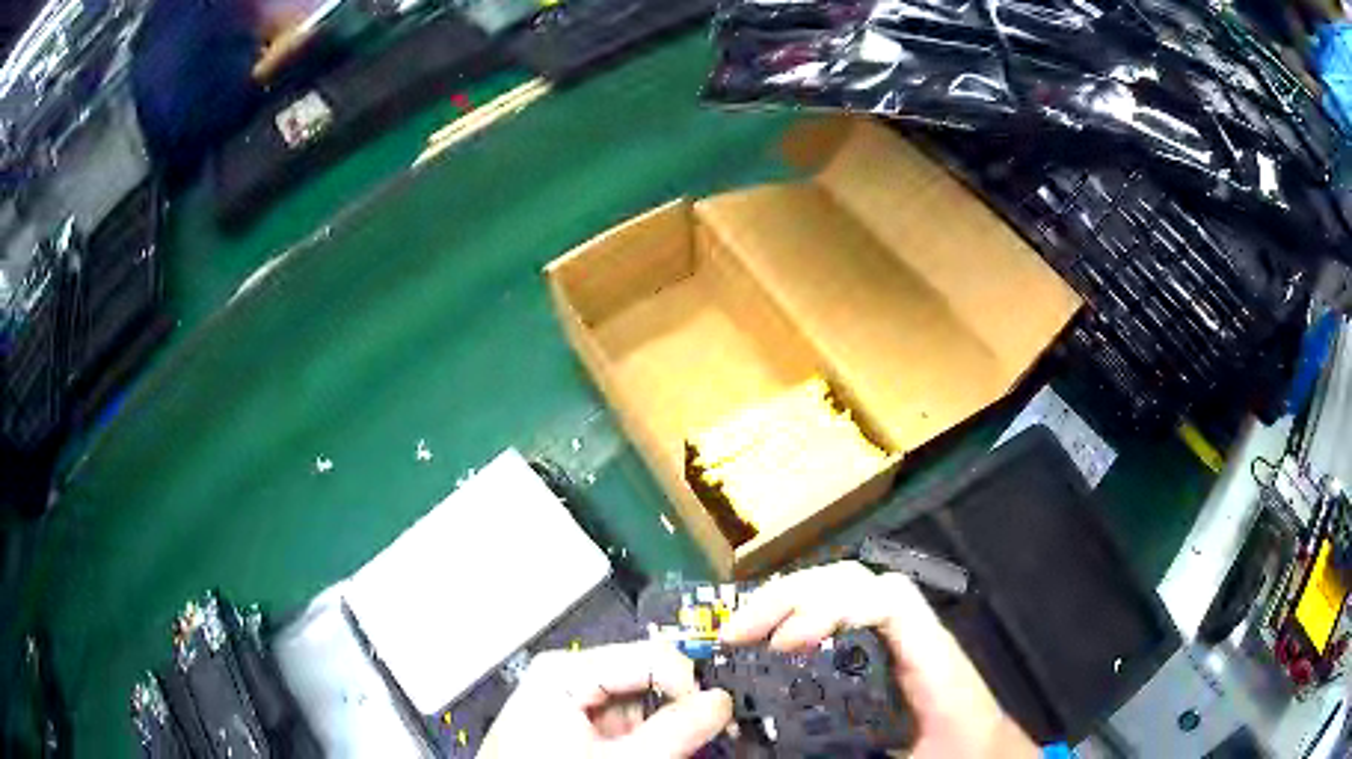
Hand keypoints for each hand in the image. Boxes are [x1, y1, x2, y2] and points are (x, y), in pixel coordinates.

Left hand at [479, 641, 732, 757]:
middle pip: (646, 678)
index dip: (691, 686)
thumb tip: (719, 702)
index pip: (653, 656)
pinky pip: (621, 720)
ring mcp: (567, 699)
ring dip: (662, 727)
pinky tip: (646, 752)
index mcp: (566, 670)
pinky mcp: (570, 721)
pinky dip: (641, 737)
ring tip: (669, 752)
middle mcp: (565, 675)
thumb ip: (675, 729)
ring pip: (638, 702)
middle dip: (677, 709)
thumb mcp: (620, 758)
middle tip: (703, 739)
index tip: (716, 718)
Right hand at [720, 561, 1038, 758]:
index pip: (888, 601)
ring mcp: (900, 638)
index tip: (785, 644)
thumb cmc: (960, 752)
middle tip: (736, 633)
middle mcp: (915, 636)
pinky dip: (799, 614)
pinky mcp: (887, 650)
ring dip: (788, 599)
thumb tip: (785, 755)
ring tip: (741, 630)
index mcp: (932, 660)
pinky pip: (842, 613)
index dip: (833, 606)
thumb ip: (855, 757)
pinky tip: (772, 639)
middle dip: (790, 596)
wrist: (986, 751)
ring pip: (845, 589)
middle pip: (855, 581)